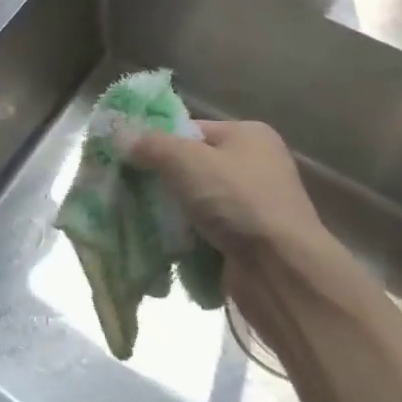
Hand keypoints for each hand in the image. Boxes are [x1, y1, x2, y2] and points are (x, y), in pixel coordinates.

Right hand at [129, 120, 331, 271]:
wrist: (280, 271)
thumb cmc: (236, 200)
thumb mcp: (185, 160)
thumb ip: (150, 144)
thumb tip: (120, 136)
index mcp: (249, 135)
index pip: (190, 130)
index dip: (158, 141)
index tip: (128, 158)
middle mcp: (256, 165)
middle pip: (192, 166)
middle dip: (161, 179)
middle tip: (128, 189)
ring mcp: (254, 206)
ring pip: (195, 201)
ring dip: (170, 212)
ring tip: (140, 218)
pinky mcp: (249, 241)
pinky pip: (205, 231)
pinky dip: (186, 237)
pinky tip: (164, 244)